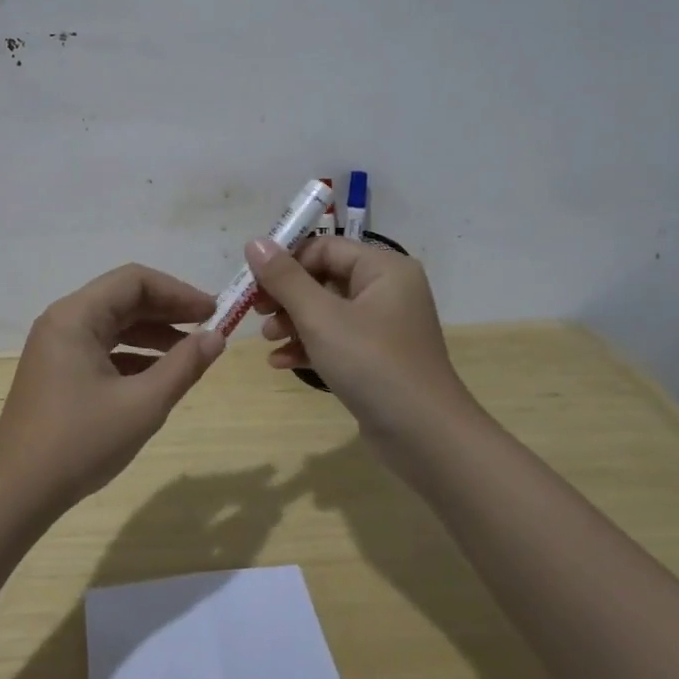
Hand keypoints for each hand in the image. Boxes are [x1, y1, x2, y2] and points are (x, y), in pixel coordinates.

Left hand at [0, 264, 225, 514]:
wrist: (16, 493)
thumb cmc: (79, 442)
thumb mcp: (142, 405)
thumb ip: (184, 366)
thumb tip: (217, 337)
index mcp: (76, 317)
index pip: (134, 281)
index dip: (178, 292)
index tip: (214, 311)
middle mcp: (63, 322)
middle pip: (123, 298)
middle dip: (169, 310)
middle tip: (211, 327)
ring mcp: (57, 347)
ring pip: (114, 324)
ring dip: (154, 333)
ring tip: (193, 351)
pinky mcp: (58, 372)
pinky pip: (102, 348)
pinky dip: (134, 355)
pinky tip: (161, 375)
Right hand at [247, 237, 479, 467]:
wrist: (424, 437)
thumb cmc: (372, 364)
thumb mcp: (321, 318)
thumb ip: (285, 278)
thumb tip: (255, 242)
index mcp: (383, 269)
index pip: (324, 247)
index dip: (286, 261)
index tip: (253, 284)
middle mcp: (387, 290)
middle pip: (323, 278)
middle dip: (286, 295)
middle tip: (256, 312)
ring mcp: (383, 327)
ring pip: (326, 311)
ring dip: (292, 322)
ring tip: (267, 339)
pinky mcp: (377, 358)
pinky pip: (336, 340)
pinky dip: (309, 346)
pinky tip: (280, 362)